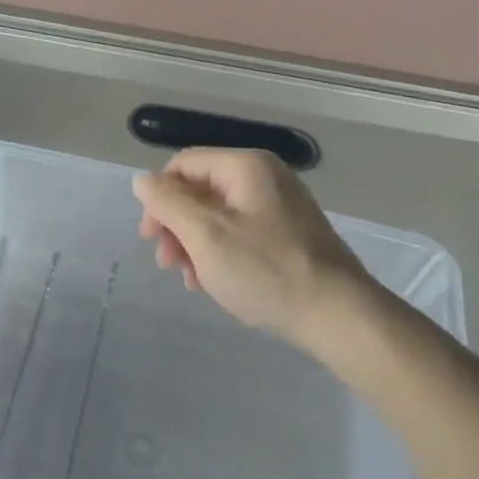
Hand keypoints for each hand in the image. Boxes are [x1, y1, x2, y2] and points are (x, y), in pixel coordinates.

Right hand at [132, 149, 372, 348]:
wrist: (337, 313)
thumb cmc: (265, 271)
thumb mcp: (206, 236)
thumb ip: (168, 204)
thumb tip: (141, 179)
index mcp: (246, 166)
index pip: (183, 165)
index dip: (158, 198)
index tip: (149, 238)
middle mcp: (265, 176)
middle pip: (201, 190)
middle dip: (176, 226)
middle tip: (167, 264)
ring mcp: (281, 205)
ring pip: (219, 215)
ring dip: (195, 244)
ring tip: (191, 280)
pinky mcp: (290, 233)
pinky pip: (241, 232)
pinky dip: (220, 253)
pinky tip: (213, 283)